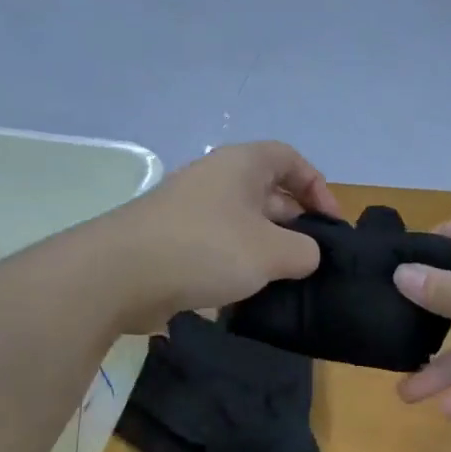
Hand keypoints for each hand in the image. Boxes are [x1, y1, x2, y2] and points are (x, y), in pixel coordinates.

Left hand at [107, 142, 340, 332]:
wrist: (118, 275)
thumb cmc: (205, 249)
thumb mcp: (272, 252)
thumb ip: (305, 251)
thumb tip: (305, 255)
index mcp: (241, 164)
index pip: (291, 159)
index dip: (318, 187)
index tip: (331, 225)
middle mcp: (216, 179)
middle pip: (269, 191)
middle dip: (296, 223)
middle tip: (314, 259)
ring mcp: (192, 210)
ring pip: (244, 223)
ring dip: (268, 248)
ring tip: (286, 280)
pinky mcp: (174, 241)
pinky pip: (219, 245)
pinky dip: (238, 264)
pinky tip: (249, 292)